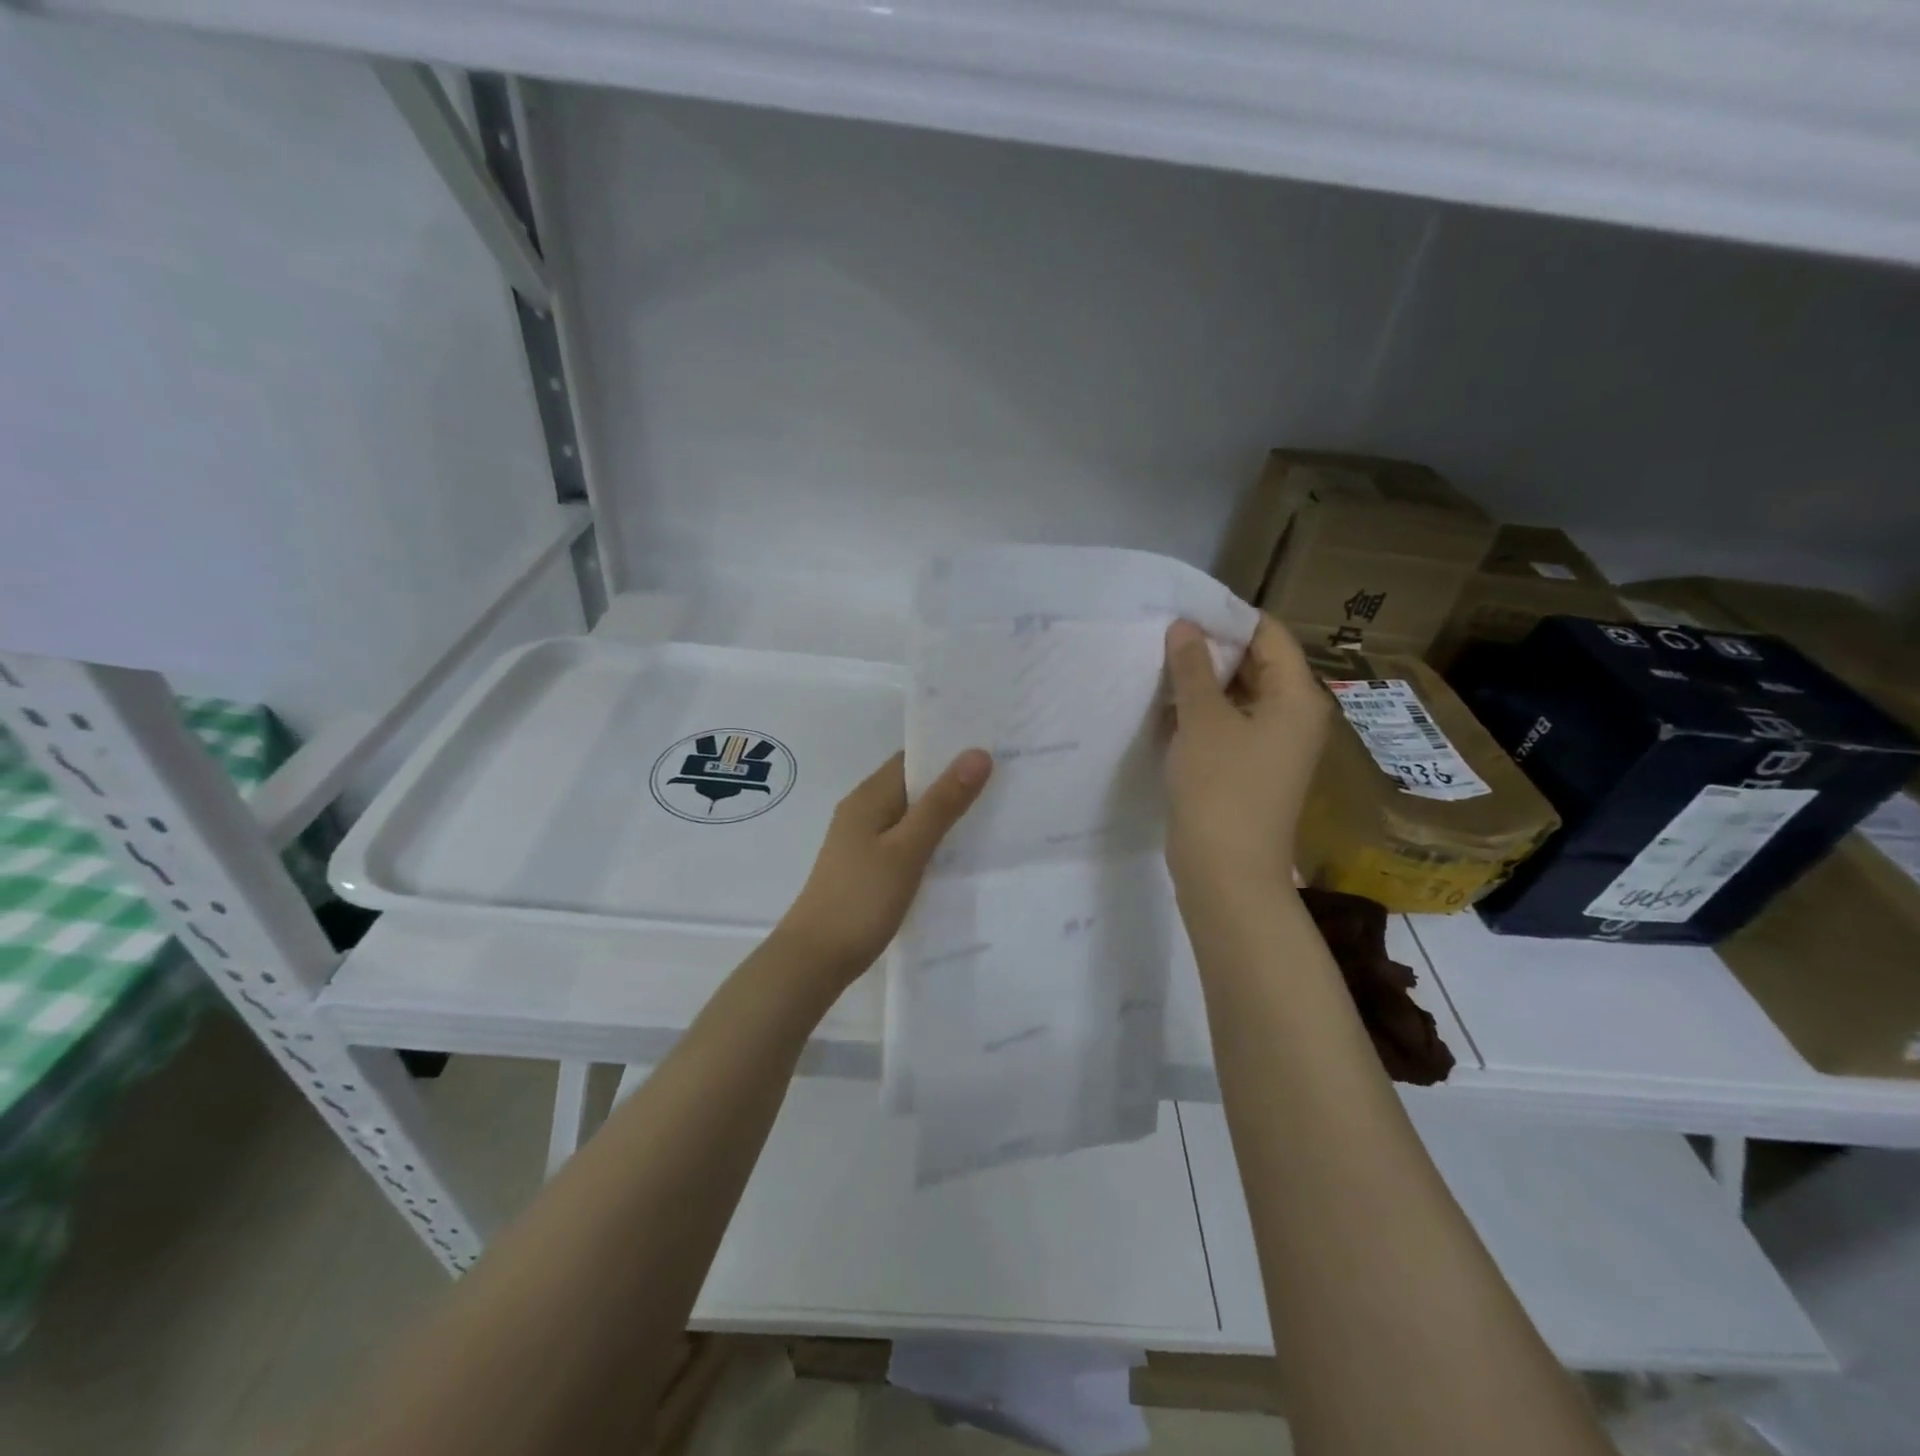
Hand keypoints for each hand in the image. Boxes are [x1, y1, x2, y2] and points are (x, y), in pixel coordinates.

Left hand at [775, 748, 991, 982]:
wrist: (815, 959)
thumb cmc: (861, 899)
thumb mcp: (908, 849)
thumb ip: (942, 803)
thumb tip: (977, 753)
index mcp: (870, 797)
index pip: (913, 757)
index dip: (950, 751)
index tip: (995, 750)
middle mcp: (864, 810)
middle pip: (914, 784)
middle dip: (954, 781)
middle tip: (1006, 781)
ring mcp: (864, 840)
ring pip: (912, 814)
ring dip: (946, 812)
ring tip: (995, 812)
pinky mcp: (869, 867)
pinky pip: (906, 840)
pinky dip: (932, 839)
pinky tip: (960, 853)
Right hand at [1163, 614, 1329, 892]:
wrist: (1227, 872)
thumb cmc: (1221, 788)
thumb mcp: (1203, 720)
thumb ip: (1192, 668)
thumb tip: (1185, 627)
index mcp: (1296, 697)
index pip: (1268, 635)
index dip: (1228, 618)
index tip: (1183, 610)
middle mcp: (1293, 716)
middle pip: (1256, 664)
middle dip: (1212, 649)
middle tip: (1164, 635)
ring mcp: (1273, 746)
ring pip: (1238, 696)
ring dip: (1202, 682)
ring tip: (1159, 665)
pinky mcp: (1250, 769)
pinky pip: (1229, 725)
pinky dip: (1202, 713)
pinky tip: (1166, 707)